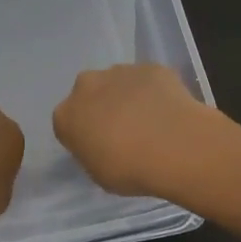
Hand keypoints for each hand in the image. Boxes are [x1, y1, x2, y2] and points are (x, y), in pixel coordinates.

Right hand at [52, 63, 230, 199]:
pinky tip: (169, 112)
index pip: (67, 122)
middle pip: (89, 94)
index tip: (100, 148)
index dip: (83, 134)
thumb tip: (101, 144)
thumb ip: (93, 154)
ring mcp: (119, 71)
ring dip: (127, 97)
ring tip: (151, 123)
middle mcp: (86, 86)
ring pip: (118, 83)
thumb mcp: (99, 174)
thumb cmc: (130, 170)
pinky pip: (147, 80)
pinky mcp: (149, 67)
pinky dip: (154, 92)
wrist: (174, 145)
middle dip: (101, 107)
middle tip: (123, 131)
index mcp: (66, 115)